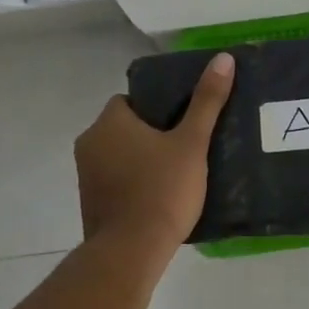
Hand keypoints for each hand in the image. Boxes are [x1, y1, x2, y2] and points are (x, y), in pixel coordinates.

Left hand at [75, 52, 235, 252]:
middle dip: (149, 135)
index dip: (155, 108)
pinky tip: (157, 197)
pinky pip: (113, 181)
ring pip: (117, 155)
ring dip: (139, 160)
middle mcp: (89, 143)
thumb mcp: (191, 143)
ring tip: (174, 173)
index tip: (180, 123)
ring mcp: (85, 175)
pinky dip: (130, 184)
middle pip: (123, 128)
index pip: (129, 101)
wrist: (132, 250)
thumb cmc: (162, 190)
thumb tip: (223, 58)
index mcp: (109, 122)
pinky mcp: (89, 203)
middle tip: (184, 147)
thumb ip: (206, 101)